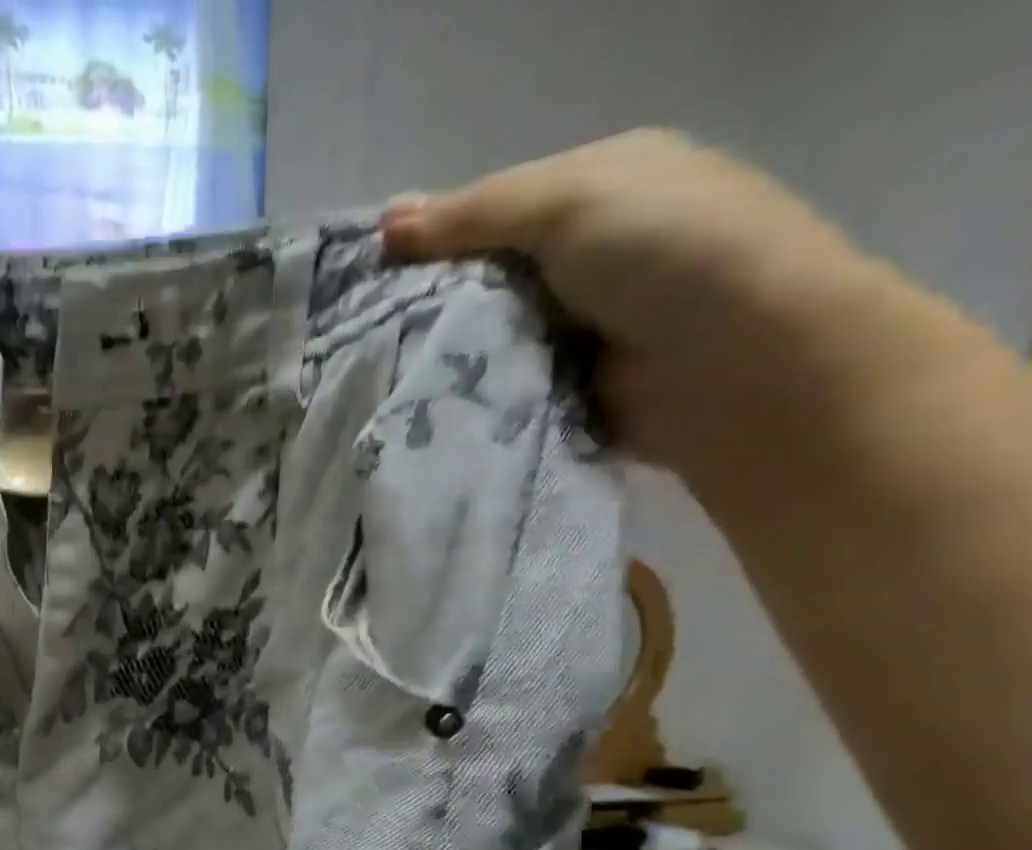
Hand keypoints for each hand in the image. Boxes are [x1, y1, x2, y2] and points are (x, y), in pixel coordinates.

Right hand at [380, 130, 887, 482]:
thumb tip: (383, 226)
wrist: (737, 364)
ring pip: (479, 342)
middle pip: (476, 284)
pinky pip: (493, 391)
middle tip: (359, 339)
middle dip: (425, 308)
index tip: (364, 278)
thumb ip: (474, 214)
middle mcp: (578, 261)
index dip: (425, 241)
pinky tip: (419, 408)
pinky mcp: (556, 392)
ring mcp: (567, 332)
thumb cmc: (666, 253)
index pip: (483, 215)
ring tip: (377, 379)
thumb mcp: (570, 200)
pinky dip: (463, 399)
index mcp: (589, 194)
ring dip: (440, 359)